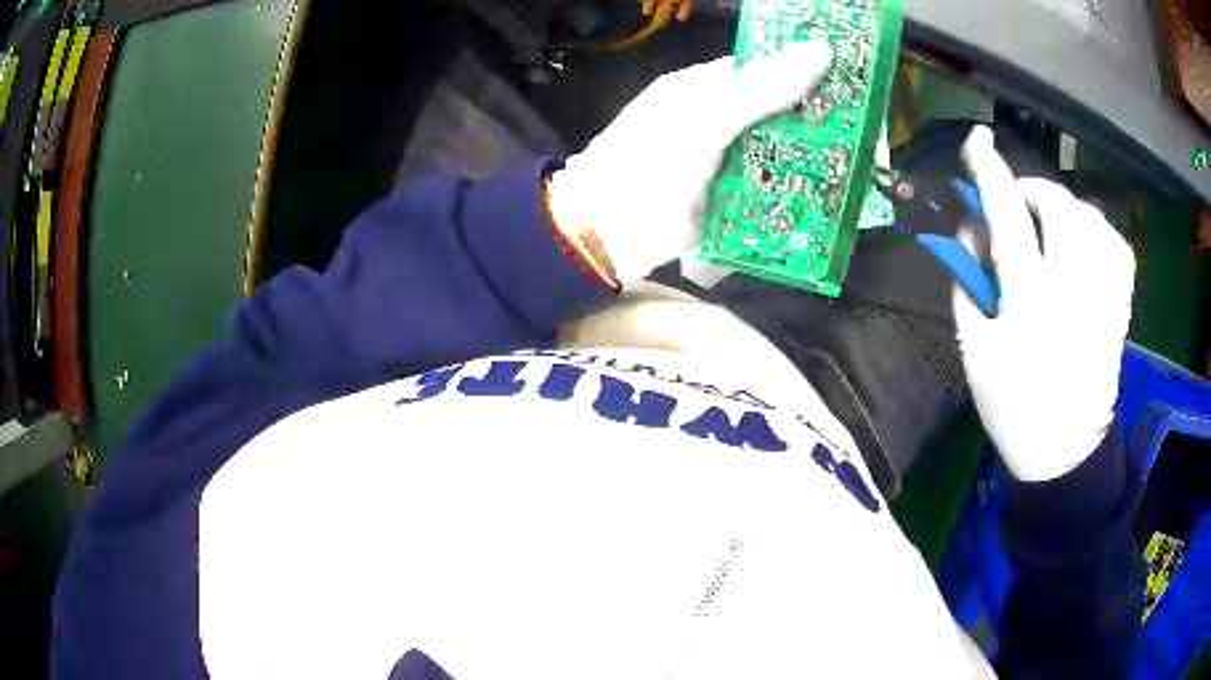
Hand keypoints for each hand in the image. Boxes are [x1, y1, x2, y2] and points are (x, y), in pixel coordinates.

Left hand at [547, 42, 832, 283]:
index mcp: (704, 88)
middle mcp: (716, 118)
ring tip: (859, 168)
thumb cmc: (647, 167)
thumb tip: (819, 51)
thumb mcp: (705, 121)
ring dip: (811, 159)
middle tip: (864, 135)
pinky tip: (826, 199)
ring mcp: (722, 158)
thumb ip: (760, 89)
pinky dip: (794, 190)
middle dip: (817, 123)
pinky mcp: (726, 196)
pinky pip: (767, 185)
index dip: (805, 73)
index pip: (764, 69)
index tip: (851, 84)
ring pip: (777, 149)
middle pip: (777, 111)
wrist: (602, 236)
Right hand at [956, 126, 1135, 481]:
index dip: (990, 171)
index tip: (978, 138)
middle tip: (1019, 206)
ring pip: (1089, 218)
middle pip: (1057, 206)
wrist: (1064, 450)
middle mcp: (1071, 288)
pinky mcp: (1119, 304)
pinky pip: (1115, 244)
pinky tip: (1086, 243)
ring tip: (1052, 227)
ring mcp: (1102, 294)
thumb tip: (973, 231)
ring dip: (1065, 209)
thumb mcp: (974, 349)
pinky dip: (1098, 230)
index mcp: (1029, 302)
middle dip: (1033, 191)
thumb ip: (969, 283)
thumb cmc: (1013, 406)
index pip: (1007, 216)